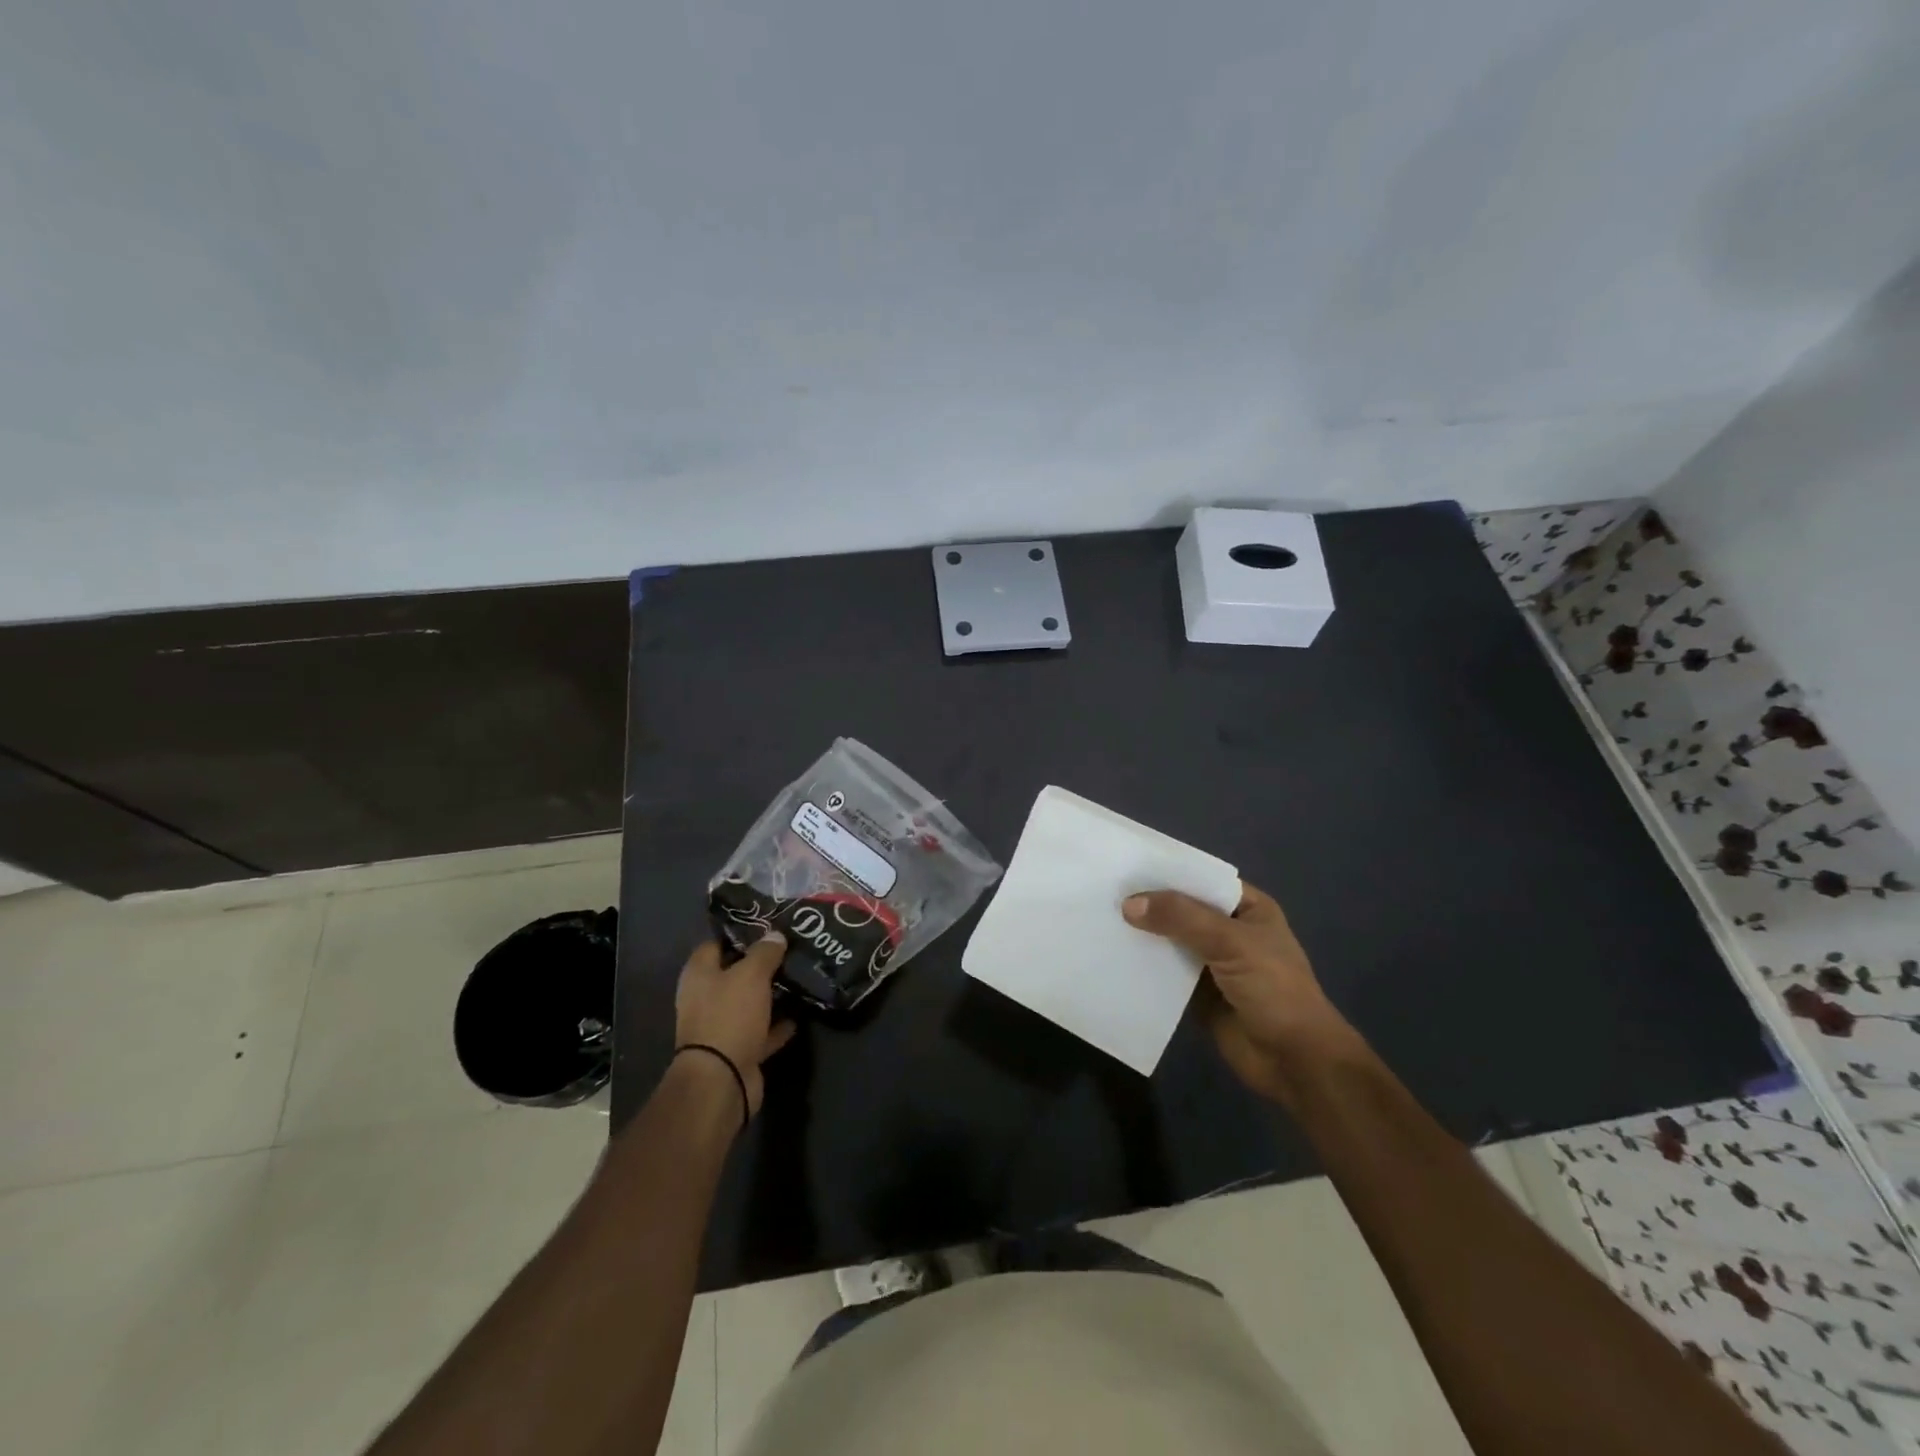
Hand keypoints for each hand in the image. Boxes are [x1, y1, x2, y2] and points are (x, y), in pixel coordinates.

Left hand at [674, 936, 796, 1119]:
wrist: (722, 1080)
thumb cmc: (729, 1016)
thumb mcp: (751, 974)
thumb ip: (765, 952)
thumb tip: (775, 935)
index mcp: (699, 975)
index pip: (716, 943)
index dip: (740, 933)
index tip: (768, 925)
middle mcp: (705, 998)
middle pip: (734, 973)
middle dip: (760, 963)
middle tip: (790, 948)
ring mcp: (721, 1026)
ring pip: (750, 1002)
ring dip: (770, 994)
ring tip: (798, 976)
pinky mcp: (738, 1049)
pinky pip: (761, 1030)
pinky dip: (777, 1024)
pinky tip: (799, 1013)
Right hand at [1122, 882, 1355, 1103]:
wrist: (1296, 1061)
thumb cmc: (1274, 990)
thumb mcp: (1231, 943)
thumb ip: (1182, 918)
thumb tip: (1128, 904)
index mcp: (1247, 908)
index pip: (1201, 879)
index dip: (1167, 872)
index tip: (1125, 865)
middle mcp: (1228, 931)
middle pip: (1181, 910)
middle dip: (1148, 904)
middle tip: (1102, 891)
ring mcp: (1212, 963)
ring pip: (1170, 941)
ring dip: (1142, 935)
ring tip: (1099, 919)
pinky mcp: (1197, 994)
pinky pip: (1164, 973)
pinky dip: (1143, 966)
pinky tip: (1112, 957)